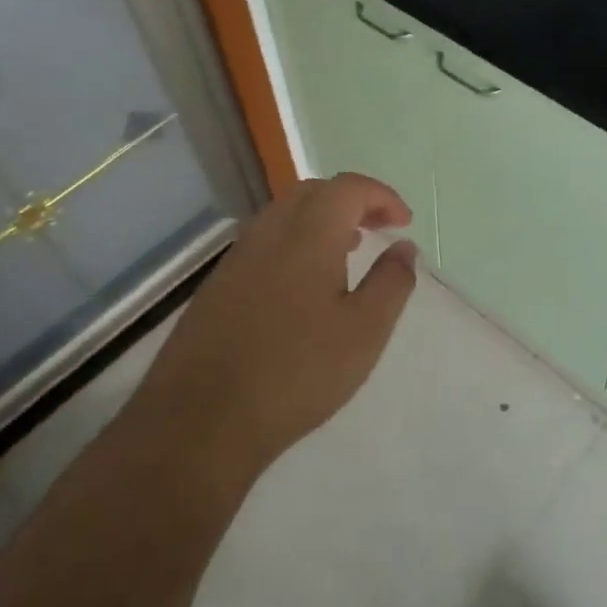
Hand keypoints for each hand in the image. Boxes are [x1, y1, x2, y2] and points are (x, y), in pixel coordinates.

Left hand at [138, 173, 418, 479]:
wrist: (201, 419)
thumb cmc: (297, 372)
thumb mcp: (364, 331)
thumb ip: (391, 282)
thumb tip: (404, 247)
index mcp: (308, 234)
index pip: (348, 187)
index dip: (381, 196)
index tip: (403, 223)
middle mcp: (269, 232)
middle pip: (313, 192)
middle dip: (351, 201)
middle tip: (378, 229)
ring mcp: (237, 256)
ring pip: (285, 215)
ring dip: (321, 220)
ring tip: (347, 251)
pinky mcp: (218, 283)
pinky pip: (265, 241)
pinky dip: (295, 242)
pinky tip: (304, 285)